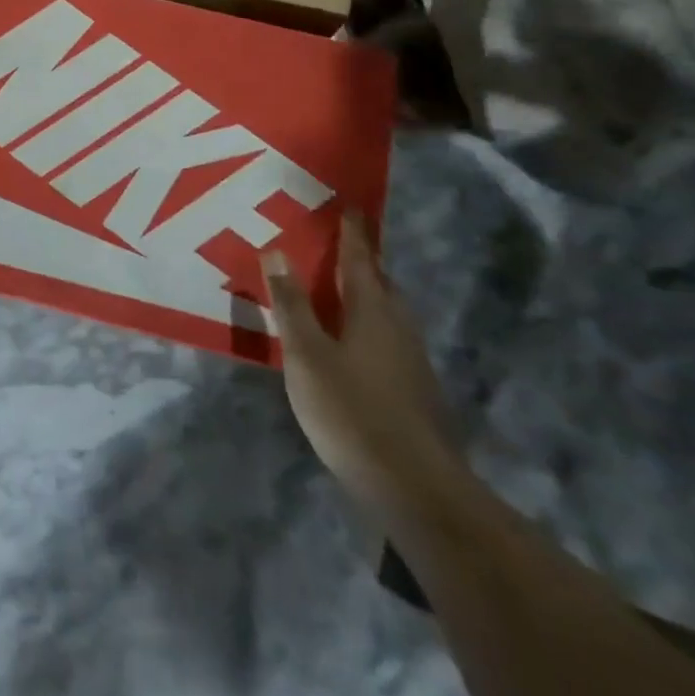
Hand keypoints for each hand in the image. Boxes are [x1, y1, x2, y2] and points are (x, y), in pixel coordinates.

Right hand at [262, 212, 464, 518]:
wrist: (417, 489)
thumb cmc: (351, 411)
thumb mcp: (306, 355)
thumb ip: (291, 304)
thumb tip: (277, 251)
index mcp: (372, 309)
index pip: (359, 258)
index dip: (352, 232)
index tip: (349, 206)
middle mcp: (398, 326)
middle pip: (381, 283)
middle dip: (362, 262)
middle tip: (340, 245)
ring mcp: (413, 361)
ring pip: (389, 313)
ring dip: (368, 294)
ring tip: (342, 290)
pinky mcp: (417, 391)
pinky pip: (390, 339)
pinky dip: (371, 326)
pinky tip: (355, 344)